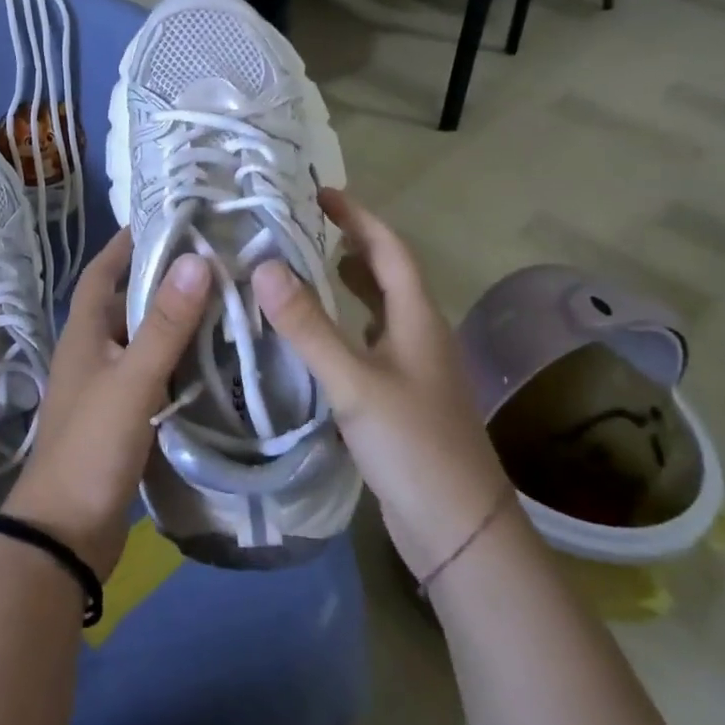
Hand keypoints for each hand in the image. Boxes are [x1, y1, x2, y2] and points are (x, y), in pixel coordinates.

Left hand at [2, 229, 209, 579]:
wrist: (66, 534)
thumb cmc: (92, 446)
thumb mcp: (132, 380)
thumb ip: (165, 324)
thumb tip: (195, 259)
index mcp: (83, 334)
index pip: (102, 272)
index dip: (126, 244)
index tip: (164, 219)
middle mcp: (91, 354)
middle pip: (126, 304)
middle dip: (163, 281)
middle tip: (213, 261)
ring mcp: (106, 388)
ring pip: (143, 341)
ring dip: (174, 323)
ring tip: (224, 302)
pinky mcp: (122, 419)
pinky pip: (153, 376)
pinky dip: (178, 363)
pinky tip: (213, 361)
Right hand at [252, 189, 510, 580]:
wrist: (459, 530)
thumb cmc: (413, 446)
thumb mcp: (354, 383)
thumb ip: (309, 327)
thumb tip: (264, 267)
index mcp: (417, 319)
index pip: (389, 250)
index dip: (358, 217)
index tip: (321, 194)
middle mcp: (419, 335)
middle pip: (387, 274)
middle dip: (352, 244)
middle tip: (306, 227)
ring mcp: (413, 368)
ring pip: (379, 309)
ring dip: (349, 283)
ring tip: (307, 268)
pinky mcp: (402, 398)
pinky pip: (370, 342)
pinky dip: (345, 324)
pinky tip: (318, 337)